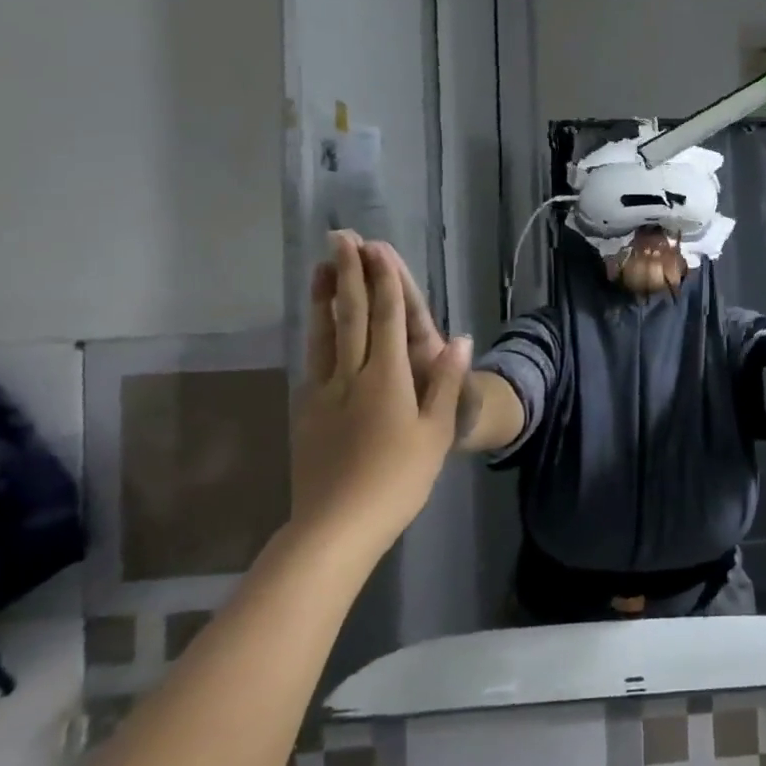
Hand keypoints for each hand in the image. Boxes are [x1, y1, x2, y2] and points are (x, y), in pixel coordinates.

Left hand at [293, 231, 472, 539]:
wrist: (336, 526)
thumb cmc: (398, 479)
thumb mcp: (435, 432)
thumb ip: (446, 382)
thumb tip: (458, 338)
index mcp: (388, 377)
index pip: (386, 317)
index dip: (382, 280)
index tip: (376, 248)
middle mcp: (352, 374)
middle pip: (349, 315)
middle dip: (347, 273)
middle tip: (340, 238)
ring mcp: (323, 391)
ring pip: (323, 333)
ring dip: (323, 296)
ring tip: (320, 266)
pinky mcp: (306, 410)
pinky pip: (313, 359)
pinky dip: (316, 332)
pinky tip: (316, 325)